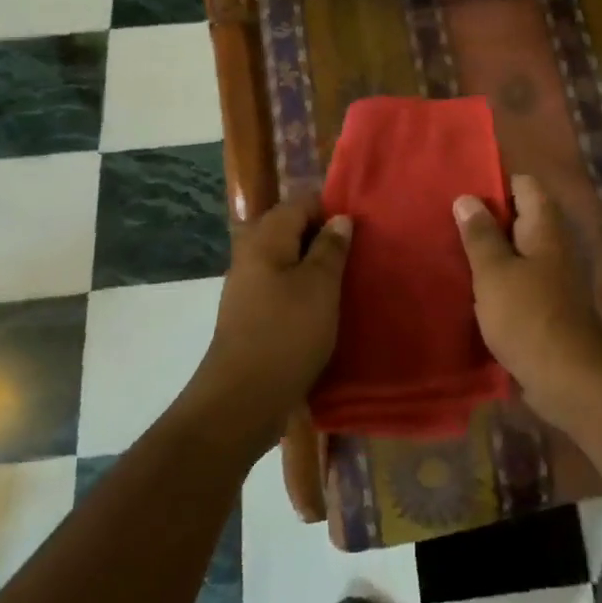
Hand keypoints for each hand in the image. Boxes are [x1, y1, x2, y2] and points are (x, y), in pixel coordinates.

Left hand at [184, 192, 351, 450]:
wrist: (242, 399)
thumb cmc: (287, 333)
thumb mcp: (320, 286)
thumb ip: (330, 248)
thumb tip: (339, 219)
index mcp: (265, 239)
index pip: (300, 203)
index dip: (331, 210)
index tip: (359, 231)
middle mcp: (250, 255)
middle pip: (290, 229)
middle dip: (323, 237)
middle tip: (356, 256)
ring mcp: (247, 286)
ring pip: (286, 259)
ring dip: (314, 266)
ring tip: (345, 282)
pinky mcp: (250, 314)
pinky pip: (280, 286)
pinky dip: (302, 289)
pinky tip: (323, 308)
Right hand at [454, 175, 601, 427]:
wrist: (570, 379)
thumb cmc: (528, 317)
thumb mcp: (494, 272)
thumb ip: (480, 235)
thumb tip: (467, 197)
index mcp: (545, 228)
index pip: (524, 185)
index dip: (494, 183)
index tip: (461, 191)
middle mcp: (554, 246)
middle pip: (520, 218)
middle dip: (486, 219)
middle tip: (446, 221)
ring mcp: (554, 277)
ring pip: (518, 251)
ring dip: (490, 252)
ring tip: (451, 251)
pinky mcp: (548, 306)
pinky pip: (519, 280)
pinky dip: (498, 280)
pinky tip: (471, 288)